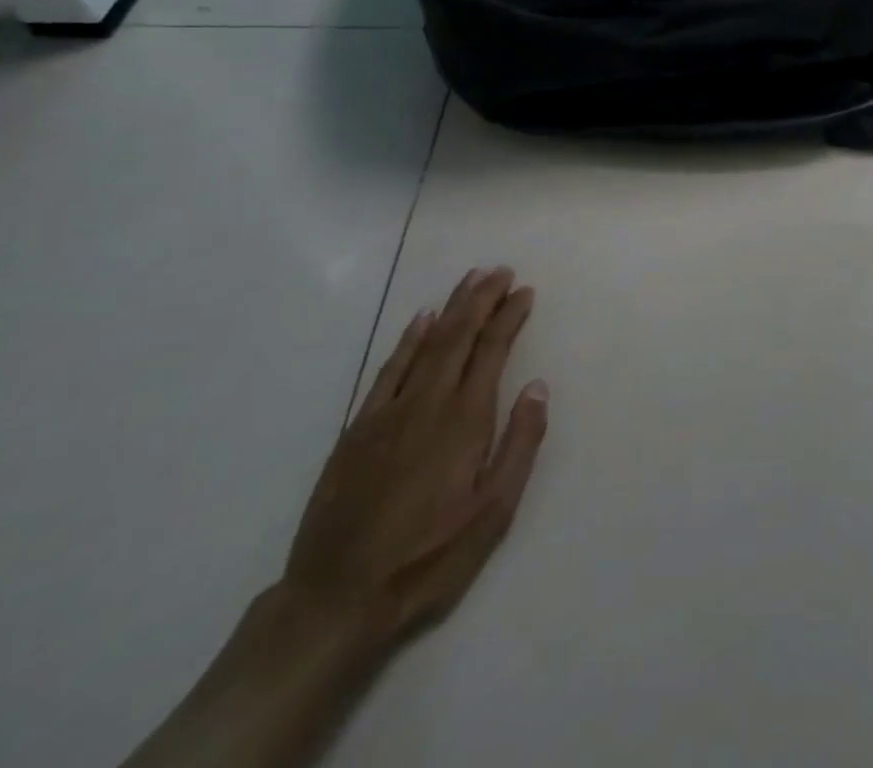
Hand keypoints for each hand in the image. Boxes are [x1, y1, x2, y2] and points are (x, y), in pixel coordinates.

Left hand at [280, 267, 548, 647]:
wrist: (335, 601)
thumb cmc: (428, 559)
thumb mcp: (493, 513)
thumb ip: (519, 444)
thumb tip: (538, 387)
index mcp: (463, 420)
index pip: (491, 350)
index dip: (508, 317)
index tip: (524, 292)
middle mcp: (426, 403)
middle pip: (457, 335)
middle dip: (481, 299)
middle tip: (500, 271)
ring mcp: (387, 413)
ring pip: (424, 344)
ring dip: (450, 308)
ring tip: (469, 280)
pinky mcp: (358, 430)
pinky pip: (388, 369)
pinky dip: (407, 340)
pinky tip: (420, 322)